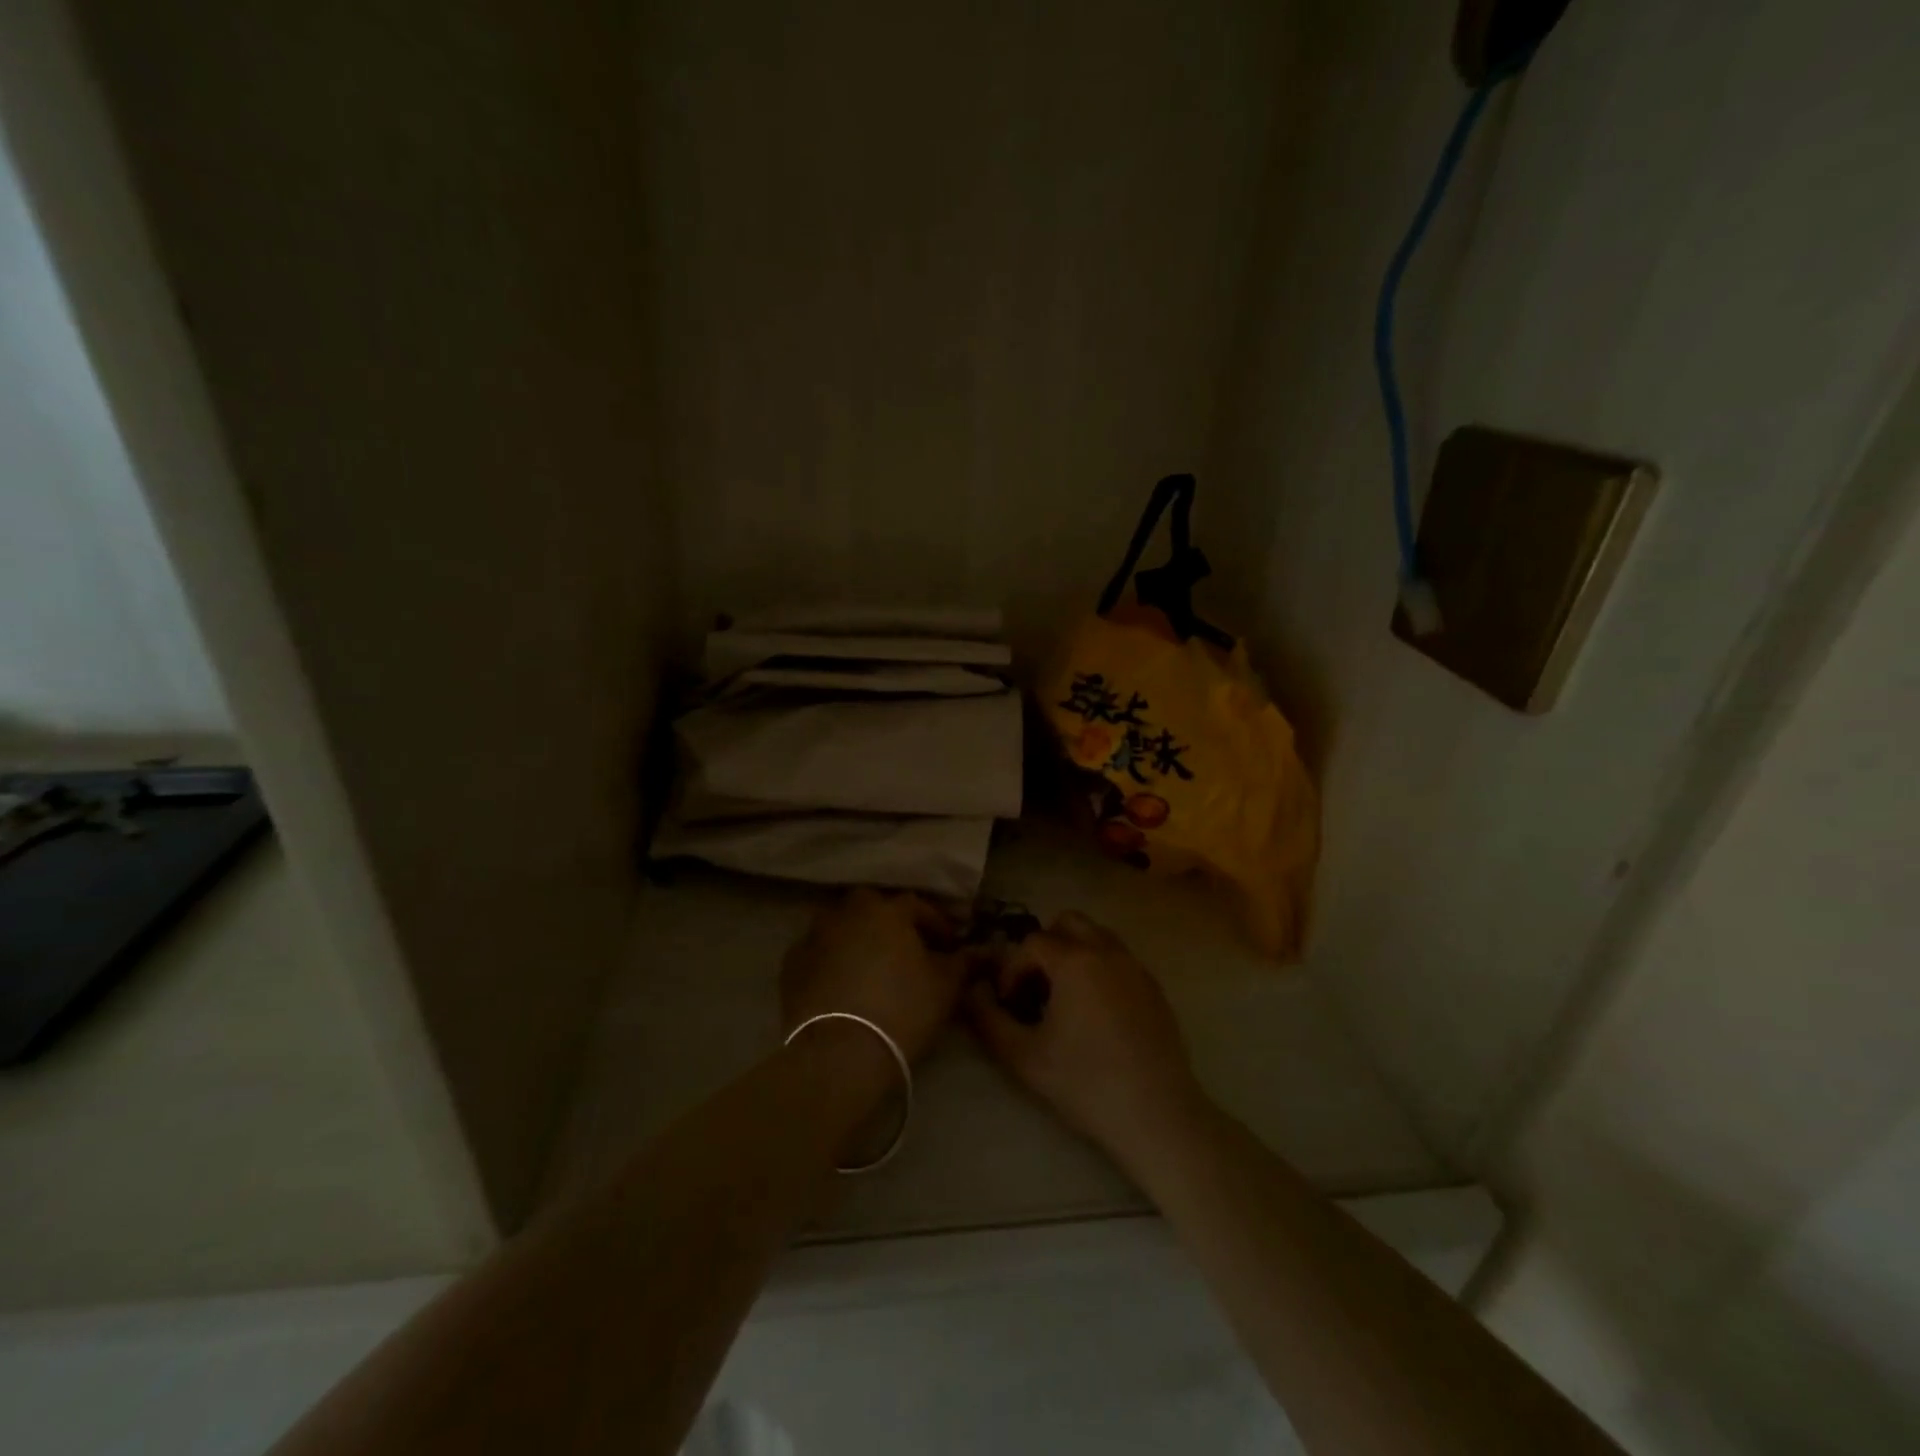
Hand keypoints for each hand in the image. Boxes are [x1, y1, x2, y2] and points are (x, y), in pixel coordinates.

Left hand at [782, 888, 966, 1064]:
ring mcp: (814, 936)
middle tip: (905, 946)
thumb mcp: (946, 987)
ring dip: (855, 936)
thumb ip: (962, 963)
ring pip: (839, 925)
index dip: (936, 922)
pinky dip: (830, 959)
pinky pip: (816, 952)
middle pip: (871, 906)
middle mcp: (847, 913)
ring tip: (870, 963)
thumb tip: (975, 953)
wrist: (840, 1053)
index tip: (949, 943)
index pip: (916, 905)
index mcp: (886, 911)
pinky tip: (840, 981)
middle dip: (889, 920)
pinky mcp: (791, 965)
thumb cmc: (902, 1011)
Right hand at [965, 911, 1202, 1159]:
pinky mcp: (1154, 987)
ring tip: (1063, 998)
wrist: (1157, 1115)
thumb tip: (973, 991)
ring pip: (1097, 936)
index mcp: (1075, 961)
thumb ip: (988, 1019)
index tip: (1009, 1003)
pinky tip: (1095, 1013)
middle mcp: (1108, 951)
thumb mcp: (1024, 1057)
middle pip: (1068, 923)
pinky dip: (1099, 969)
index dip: (1012, 969)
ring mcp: (1136, 967)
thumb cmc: (1086, 1084)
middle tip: (1035, 987)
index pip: (1032, 943)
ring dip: (1073, 954)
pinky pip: (1118, 959)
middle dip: (1044, 947)